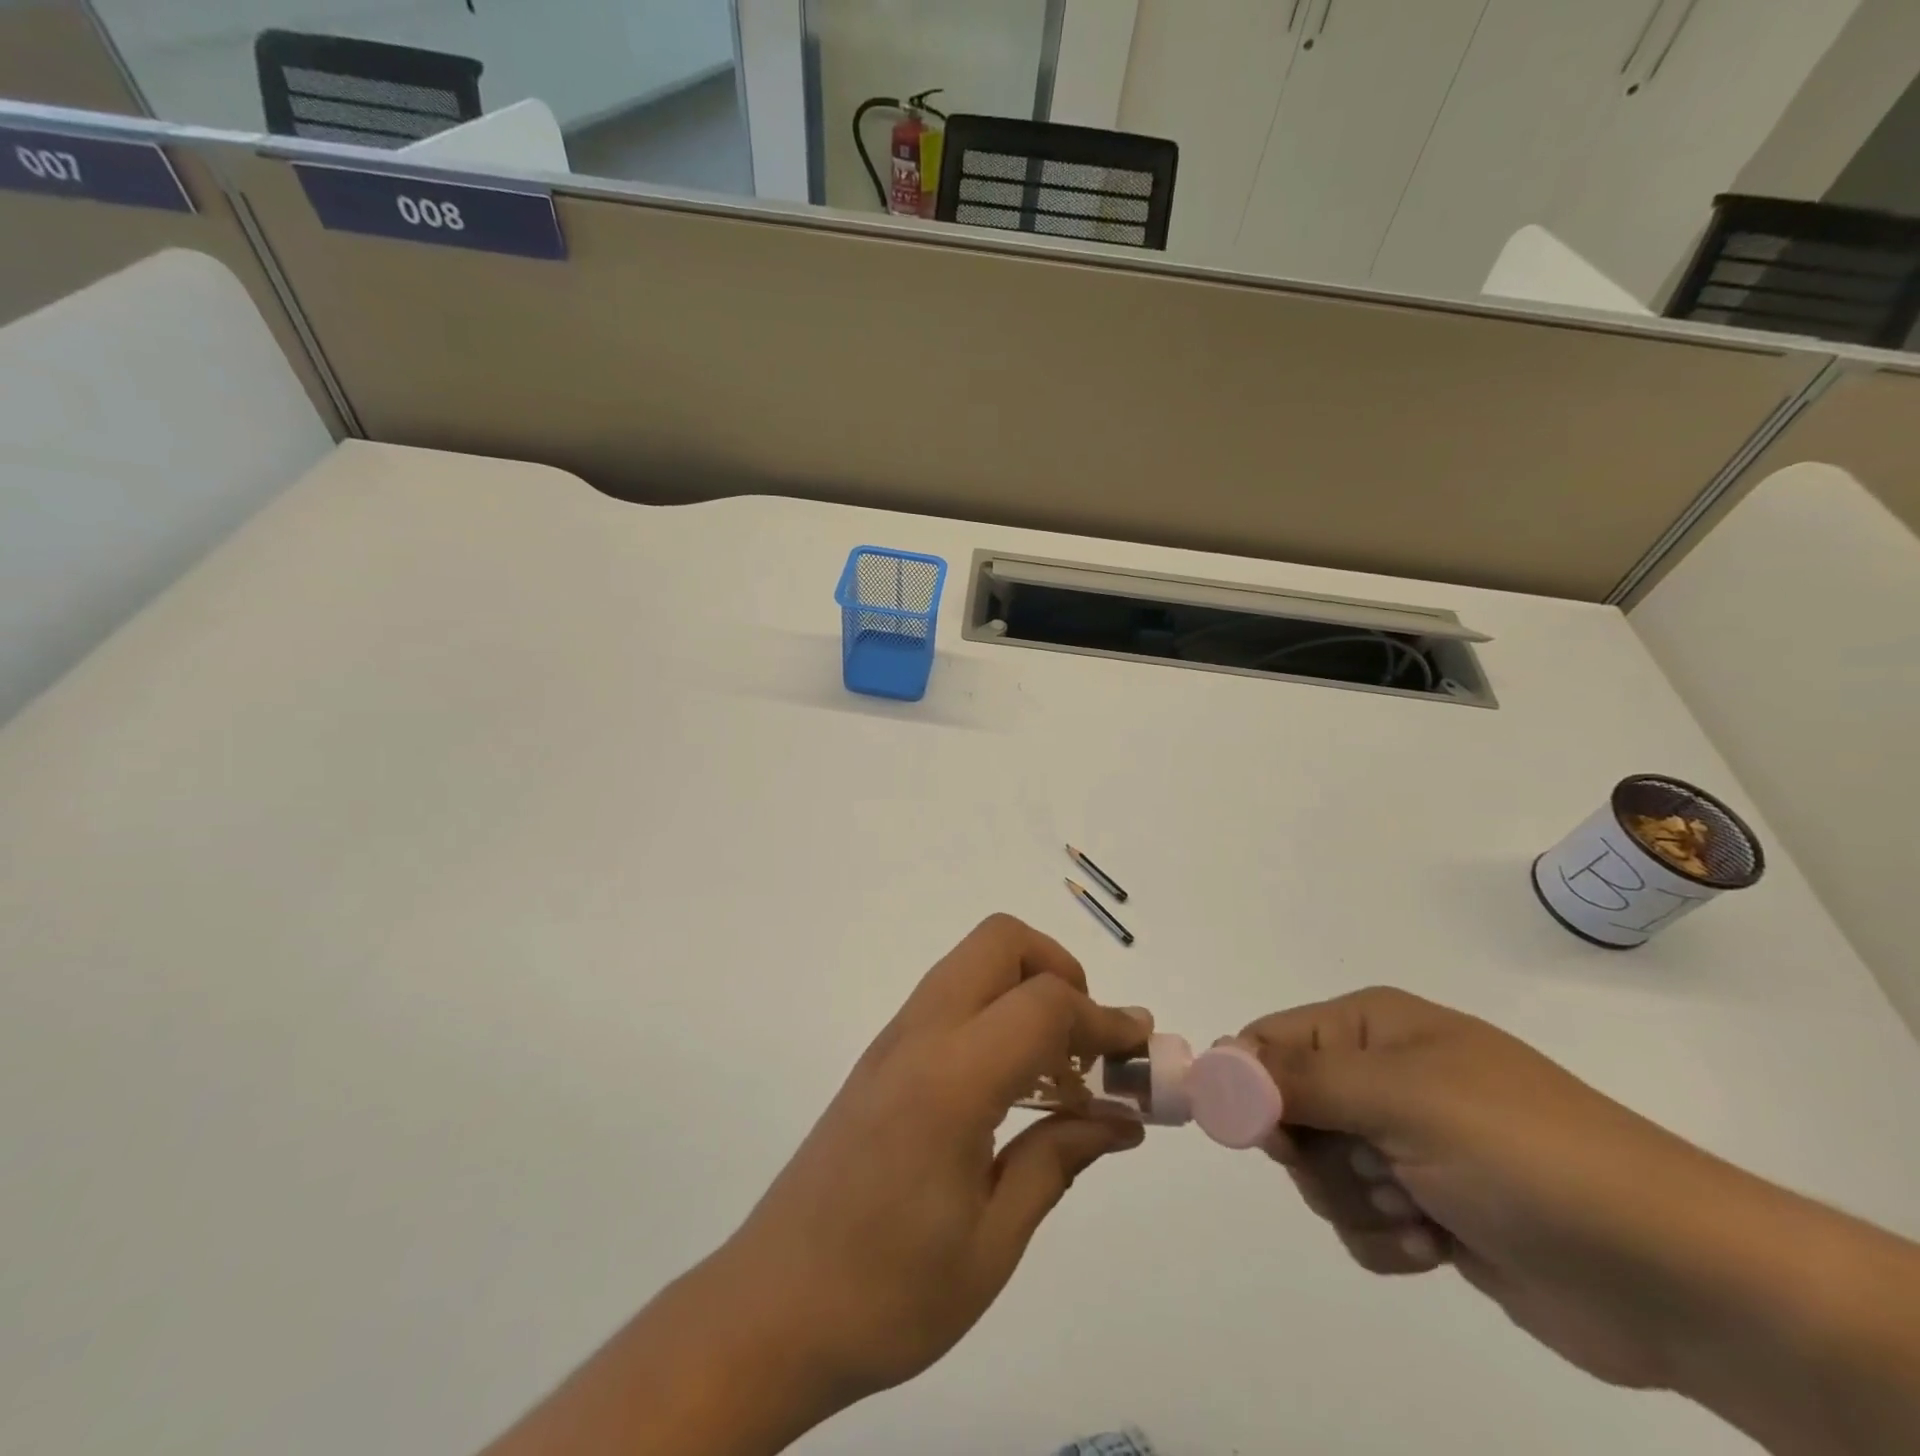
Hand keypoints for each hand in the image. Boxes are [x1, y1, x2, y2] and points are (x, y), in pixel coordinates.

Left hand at [484, 915, 1152, 1455]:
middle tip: (1088, 1043)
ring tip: (1060, 1075)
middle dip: (1060, 970)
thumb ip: (1059, 1159)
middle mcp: (920, 1035)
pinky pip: (952, 998)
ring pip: (973, 963)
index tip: (1142, 1053)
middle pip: (1000, 942)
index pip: (1044, 1003)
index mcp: (950, 1081)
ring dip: (1028, 990)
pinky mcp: (882, 1057)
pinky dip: (997, 1013)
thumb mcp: (992, 1242)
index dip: (1104, 1019)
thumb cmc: (887, 1294)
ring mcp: (894, 1039)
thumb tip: (1123, 1118)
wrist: (770, 1311)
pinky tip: (1013, 1089)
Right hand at [1238, 987, 1754, 1390]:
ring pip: (1318, 1172)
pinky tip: (1437, 1243)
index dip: (1250, 1084)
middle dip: (1315, 1153)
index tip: (1268, 1134)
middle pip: (1286, 1110)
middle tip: (1368, 1167)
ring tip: (1421, 1211)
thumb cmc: (1525, 1154)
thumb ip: (1298, 1079)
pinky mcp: (1425, 1208)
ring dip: (1356, 1201)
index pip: (1269, 1041)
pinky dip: (1385, 1238)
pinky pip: (1357, 1221)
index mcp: (1373, 1028)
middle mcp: (1382, 1077)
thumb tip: (1212, 1065)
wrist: (1676, 1277)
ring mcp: (1405, 1144)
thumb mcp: (1403, 1098)